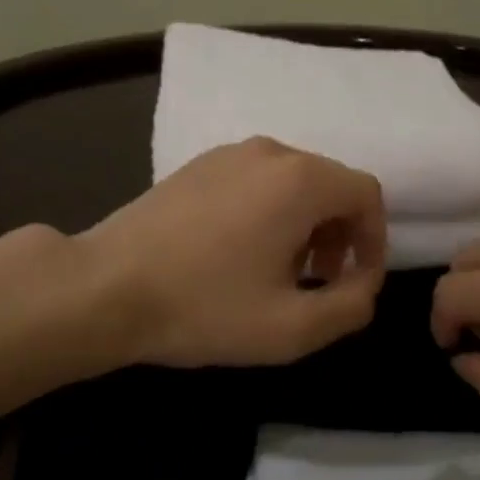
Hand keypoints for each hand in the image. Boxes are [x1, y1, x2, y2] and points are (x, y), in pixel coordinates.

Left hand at [82, 137, 386, 367]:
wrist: (104, 287)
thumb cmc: (204, 307)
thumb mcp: (291, 327)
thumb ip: (350, 306)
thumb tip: (365, 284)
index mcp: (299, 180)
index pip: (366, 194)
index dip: (374, 240)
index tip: (356, 282)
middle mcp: (270, 152)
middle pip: (330, 185)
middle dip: (338, 234)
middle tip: (317, 282)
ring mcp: (229, 153)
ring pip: (292, 182)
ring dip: (303, 225)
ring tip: (277, 272)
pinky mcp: (198, 164)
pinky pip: (256, 180)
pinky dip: (269, 211)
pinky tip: (237, 253)